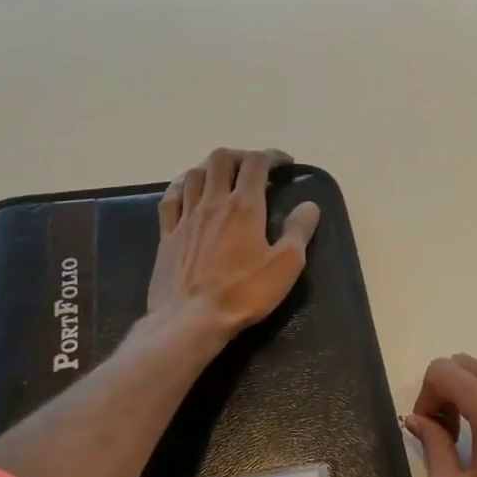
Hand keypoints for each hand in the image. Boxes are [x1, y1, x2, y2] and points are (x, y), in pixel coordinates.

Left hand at [148, 148, 320, 340]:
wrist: (191, 320)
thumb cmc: (244, 293)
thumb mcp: (286, 265)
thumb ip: (299, 230)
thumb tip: (310, 205)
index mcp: (244, 207)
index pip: (257, 163)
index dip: (272, 156)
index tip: (286, 163)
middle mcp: (213, 202)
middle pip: (221, 159)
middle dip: (241, 156)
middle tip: (255, 168)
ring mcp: (185, 217)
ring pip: (195, 174)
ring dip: (212, 167)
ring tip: (224, 176)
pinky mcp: (167, 235)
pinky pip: (170, 198)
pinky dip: (182, 185)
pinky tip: (187, 190)